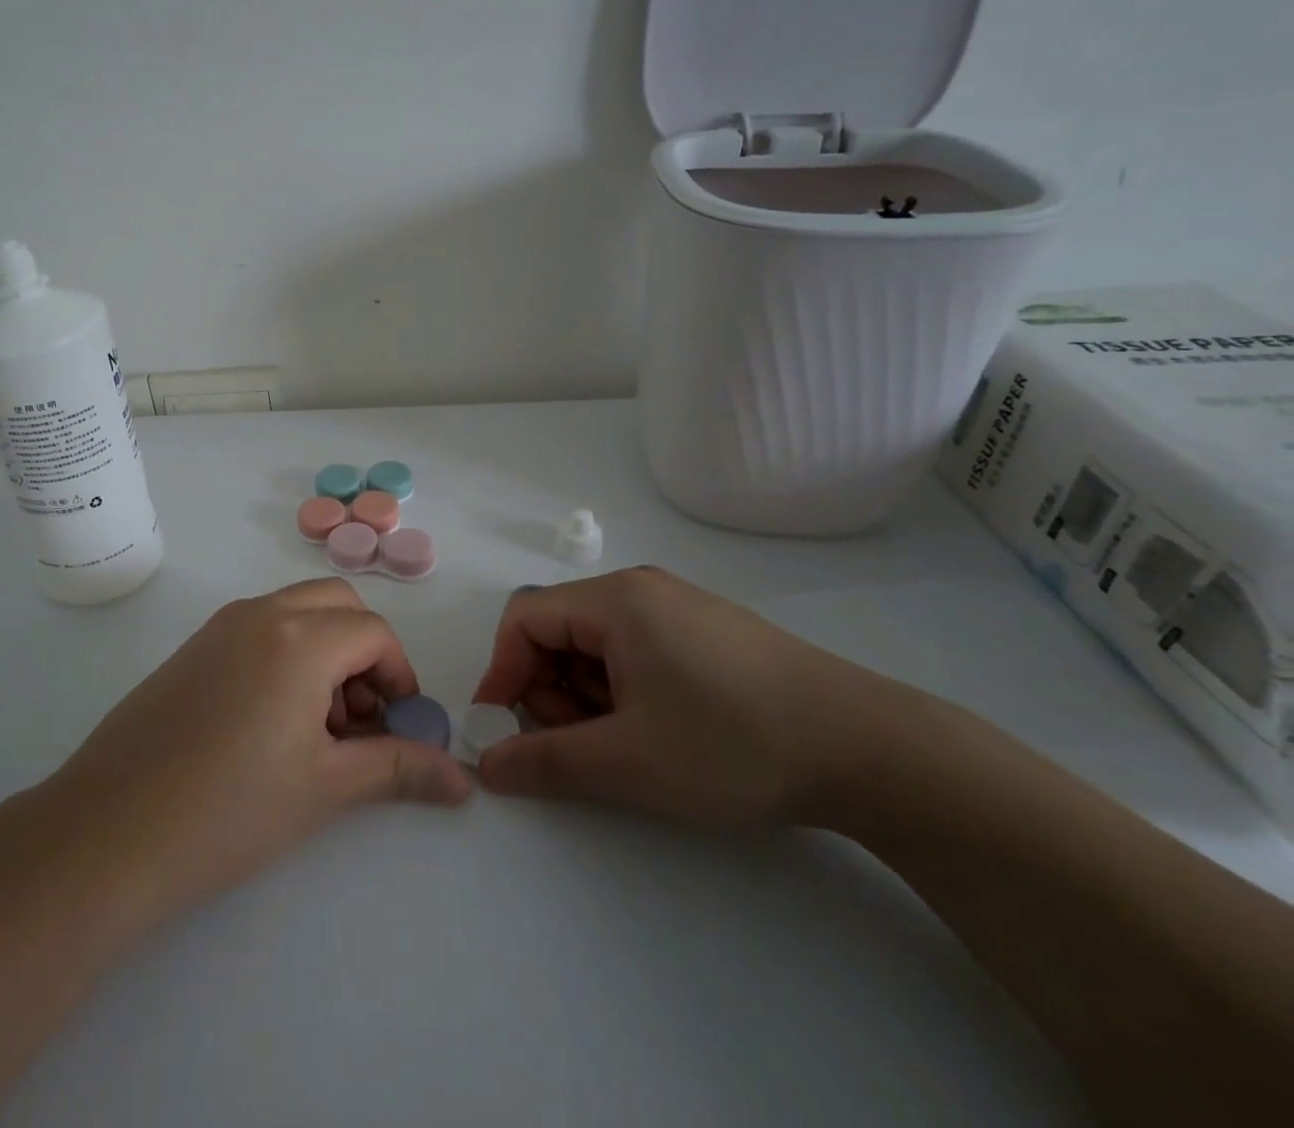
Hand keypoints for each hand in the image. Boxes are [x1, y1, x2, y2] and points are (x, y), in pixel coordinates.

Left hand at [38, 578, 471, 934]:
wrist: (109, 831)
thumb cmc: (230, 810)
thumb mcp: (325, 787)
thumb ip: (398, 769)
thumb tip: (462, 780)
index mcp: (299, 637)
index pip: (374, 633)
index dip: (398, 675)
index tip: (395, 725)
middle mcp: (260, 613)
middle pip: (337, 604)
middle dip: (363, 651)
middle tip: (357, 717)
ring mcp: (220, 626)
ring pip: (296, 610)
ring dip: (324, 649)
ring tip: (315, 726)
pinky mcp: (193, 647)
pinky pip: (259, 627)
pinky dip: (286, 652)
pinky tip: (269, 722)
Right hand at [471, 567, 878, 824]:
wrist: (868, 749)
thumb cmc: (732, 743)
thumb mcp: (628, 761)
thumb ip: (546, 761)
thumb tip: (486, 765)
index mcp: (615, 600)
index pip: (525, 619)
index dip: (502, 672)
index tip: (503, 729)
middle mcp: (641, 590)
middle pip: (560, 629)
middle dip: (550, 688)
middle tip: (578, 746)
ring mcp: (678, 608)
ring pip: (598, 643)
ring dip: (588, 694)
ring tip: (625, 746)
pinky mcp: (707, 632)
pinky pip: (637, 650)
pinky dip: (624, 690)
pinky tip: (660, 731)